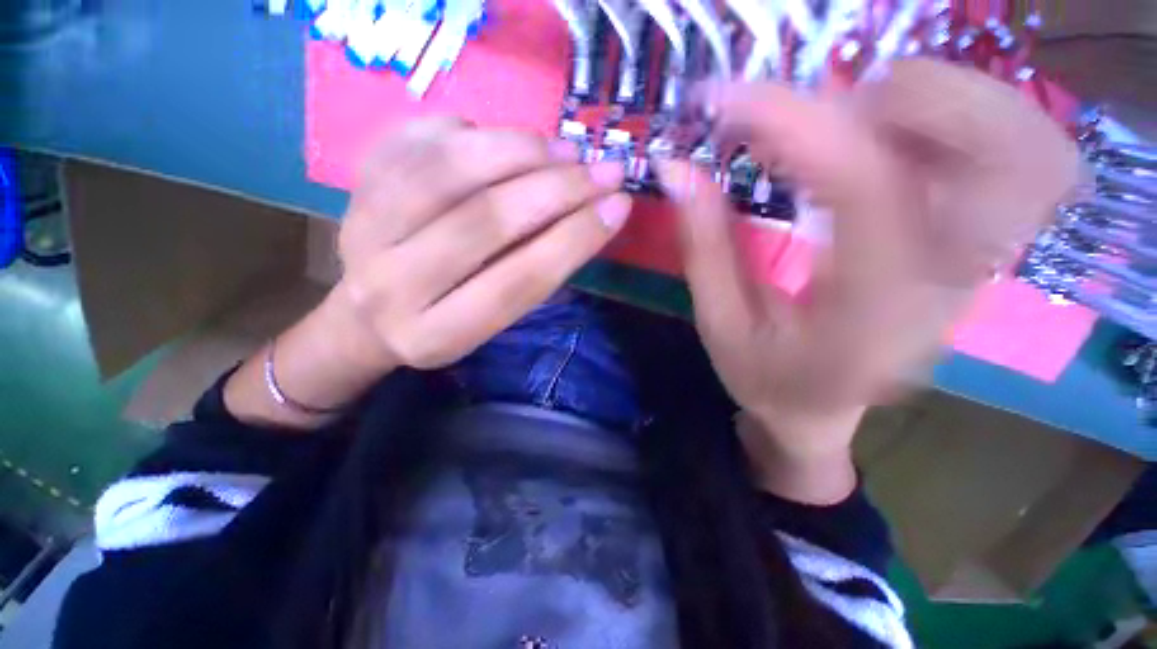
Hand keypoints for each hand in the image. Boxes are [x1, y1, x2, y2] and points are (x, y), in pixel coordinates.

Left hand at [223, 118, 630, 429]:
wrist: (368, 317)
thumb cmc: (444, 323)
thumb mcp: (490, 322)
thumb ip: (530, 277)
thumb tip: (585, 213)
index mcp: (437, 335)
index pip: (519, 281)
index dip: (575, 240)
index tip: (619, 206)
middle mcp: (393, 286)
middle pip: (485, 221)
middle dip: (557, 189)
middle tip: (604, 169)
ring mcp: (364, 229)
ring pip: (450, 170)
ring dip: (520, 151)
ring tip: (565, 149)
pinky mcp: (355, 186)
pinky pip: (419, 139)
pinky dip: (474, 131)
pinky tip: (507, 141)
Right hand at [657, 60, 1078, 499]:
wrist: (821, 412)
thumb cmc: (765, 380)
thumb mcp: (719, 323)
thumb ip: (701, 246)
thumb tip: (676, 168)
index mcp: (872, 310)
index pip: (862, 183)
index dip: (794, 121)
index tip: (727, 99)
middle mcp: (948, 275)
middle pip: (994, 141)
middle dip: (893, 93)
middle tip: (806, 108)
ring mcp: (973, 255)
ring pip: (1010, 135)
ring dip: (920, 97)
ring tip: (835, 118)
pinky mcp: (968, 242)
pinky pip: (990, 150)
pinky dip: (934, 116)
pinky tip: (866, 136)